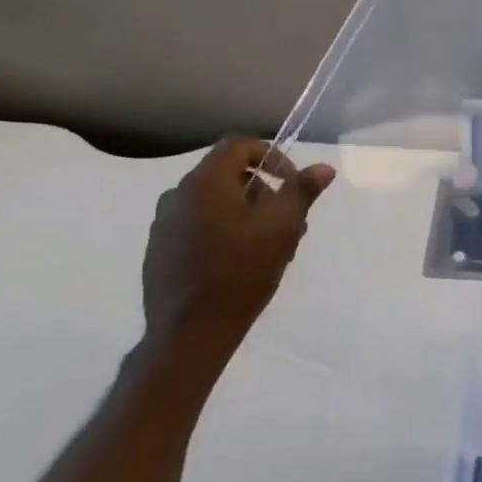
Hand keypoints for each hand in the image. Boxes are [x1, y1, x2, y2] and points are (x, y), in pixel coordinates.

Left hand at [141, 137, 334, 360]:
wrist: (188, 335)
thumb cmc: (240, 273)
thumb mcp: (281, 229)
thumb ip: (302, 192)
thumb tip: (322, 168)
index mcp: (205, 182)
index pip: (239, 146)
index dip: (271, 157)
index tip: (291, 185)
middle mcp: (177, 195)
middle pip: (227, 174)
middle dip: (263, 190)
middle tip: (287, 221)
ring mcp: (163, 225)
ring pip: (213, 202)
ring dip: (244, 212)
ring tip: (268, 246)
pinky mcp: (159, 251)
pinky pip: (196, 225)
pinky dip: (221, 230)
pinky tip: (238, 262)